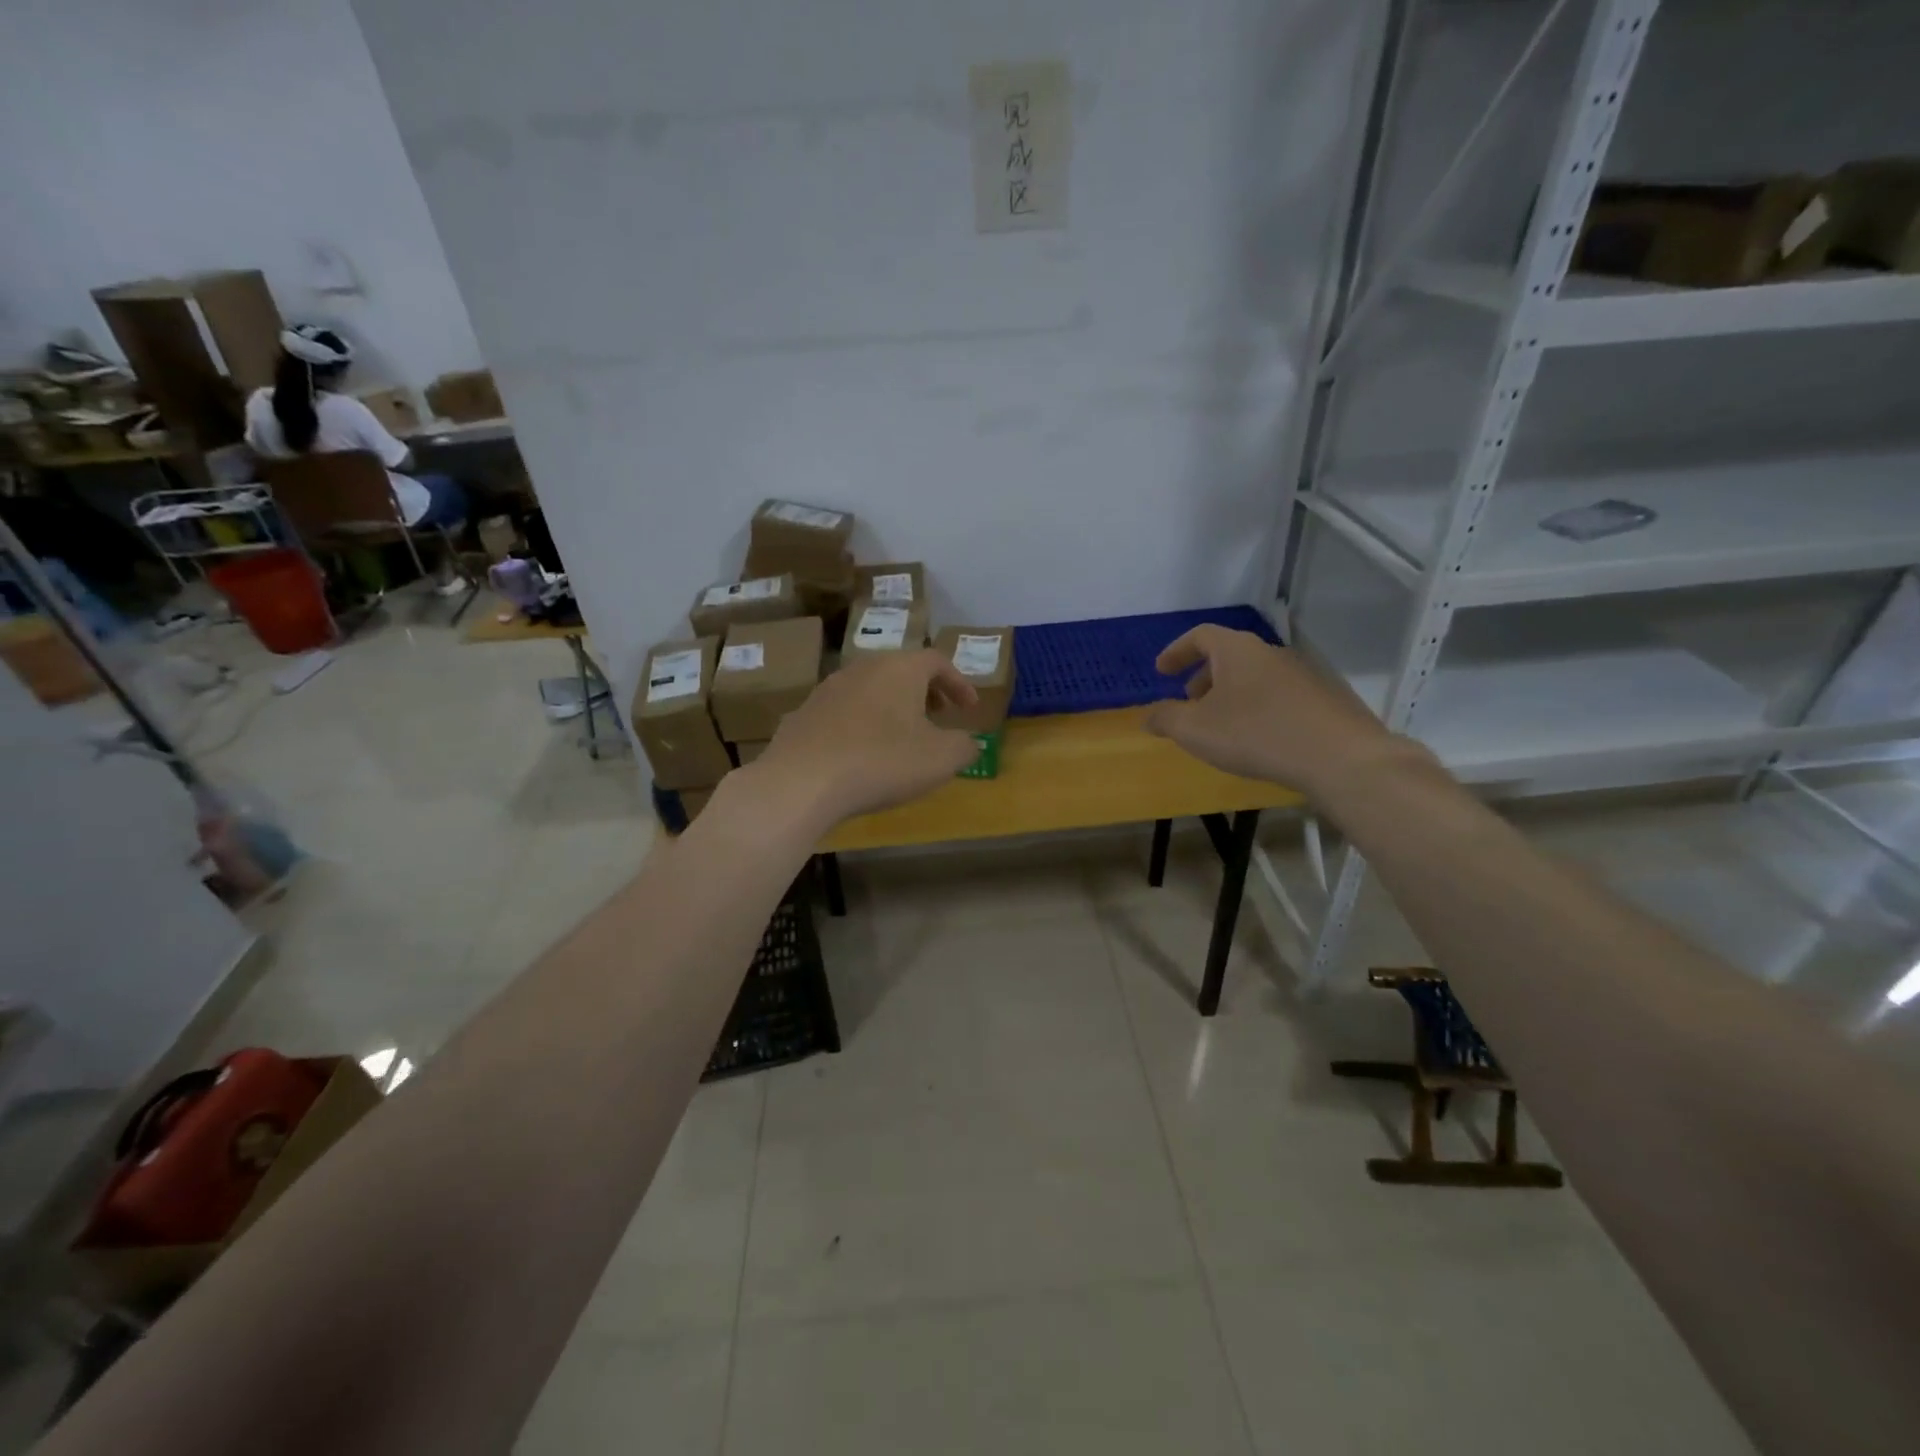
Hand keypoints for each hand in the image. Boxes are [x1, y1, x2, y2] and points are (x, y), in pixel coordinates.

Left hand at [749, 650, 979, 831]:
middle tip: (939, 715)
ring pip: (871, 688)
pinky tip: (863, 752)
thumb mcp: (940, 760)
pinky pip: (845, 711)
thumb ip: (964, 747)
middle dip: (925, 691)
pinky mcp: (804, 713)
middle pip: (902, 669)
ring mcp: (828, 688)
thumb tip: (968, 743)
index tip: (970, 708)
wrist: (801, 781)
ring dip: (892, 706)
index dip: (959, 683)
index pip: (937, 661)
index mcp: (900, 669)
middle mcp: (863, 668)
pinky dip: (863, 723)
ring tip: (902, 735)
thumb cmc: (882, 762)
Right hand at [1145, 625, 1414, 797]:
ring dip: (1230, 693)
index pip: (1200, 636)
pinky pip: (1278, 694)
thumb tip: (1148, 716)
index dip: (1176, 651)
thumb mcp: (1195, 731)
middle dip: (1203, 675)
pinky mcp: (1324, 697)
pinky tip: (1258, 737)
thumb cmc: (1256, 735)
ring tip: (1221, 723)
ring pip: (1254, 675)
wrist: (1339, 757)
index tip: (1161, 671)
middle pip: (1229, 655)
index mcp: (1237, 650)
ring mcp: (1302, 673)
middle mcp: (1270, 652)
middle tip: (1188, 700)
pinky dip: (1258, 706)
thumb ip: (1166, 720)